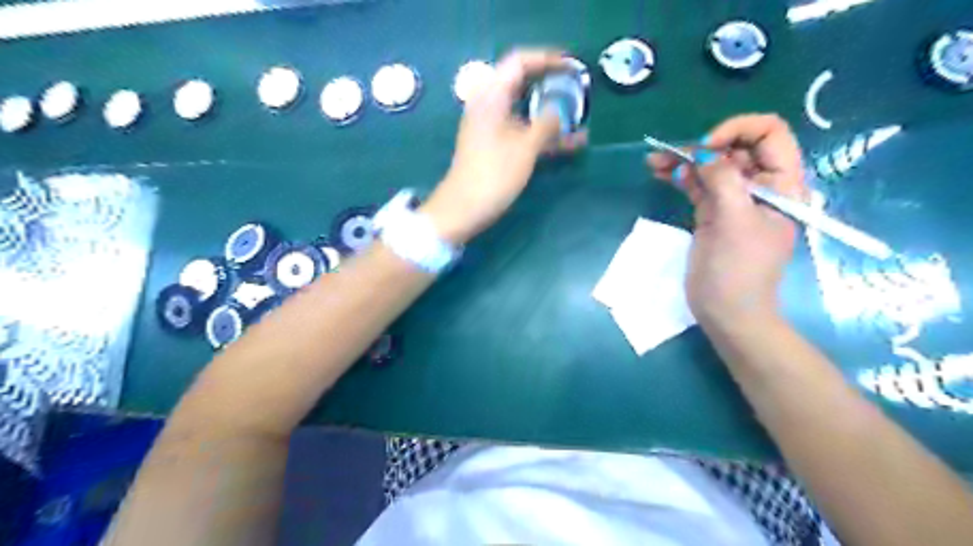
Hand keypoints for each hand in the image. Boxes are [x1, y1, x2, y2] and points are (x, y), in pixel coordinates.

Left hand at [421, 50, 584, 244]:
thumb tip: (560, 111)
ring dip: (551, 115)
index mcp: (492, 96)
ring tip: (580, 119)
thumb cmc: (493, 174)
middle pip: (523, 85)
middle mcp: (490, 106)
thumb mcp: (525, 147)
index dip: (546, 59)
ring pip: (526, 112)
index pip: (519, 63)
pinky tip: (570, 144)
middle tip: (577, 89)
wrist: (464, 209)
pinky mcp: (496, 147)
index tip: (572, 66)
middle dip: (551, 86)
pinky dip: (543, 135)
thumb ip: (547, 125)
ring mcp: (492, 128)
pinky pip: (523, 132)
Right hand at [644, 112, 806, 328]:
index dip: (738, 131)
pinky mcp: (712, 213)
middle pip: (733, 148)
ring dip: (683, 160)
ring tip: (653, 161)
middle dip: (701, 146)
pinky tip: (661, 173)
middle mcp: (759, 186)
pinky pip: (697, 185)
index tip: (707, 147)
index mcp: (781, 184)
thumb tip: (703, 153)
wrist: (727, 312)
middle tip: (670, 155)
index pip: (769, 134)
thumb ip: (723, 181)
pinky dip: (679, 177)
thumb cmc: (739, 270)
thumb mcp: (735, 221)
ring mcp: (733, 200)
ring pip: (710, 167)